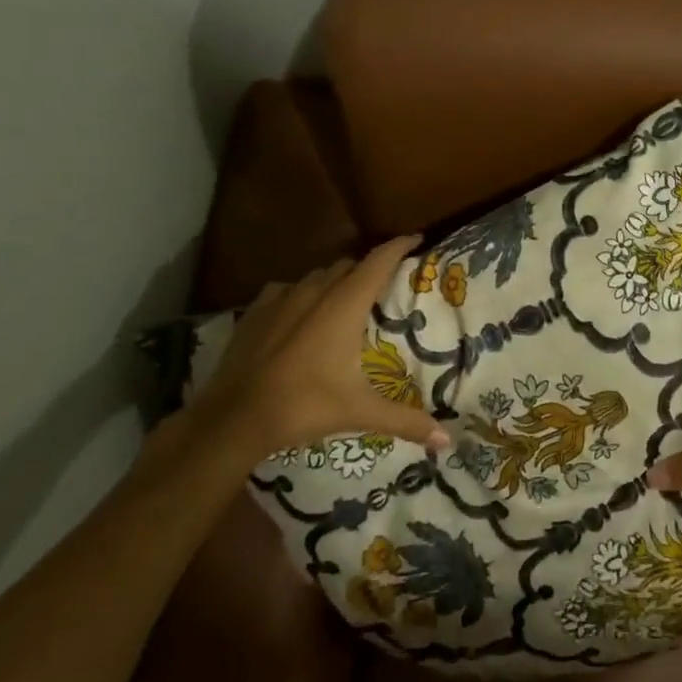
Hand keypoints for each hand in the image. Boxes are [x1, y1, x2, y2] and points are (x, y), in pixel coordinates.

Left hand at [166, 237, 452, 463]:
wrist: (235, 417)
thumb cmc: (305, 406)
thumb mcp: (361, 412)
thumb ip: (407, 421)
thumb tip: (447, 442)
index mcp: (345, 305)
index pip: (379, 261)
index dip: (399, 246)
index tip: (417, 239)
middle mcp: (315, 291)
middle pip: (349, 266)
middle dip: (368, 269)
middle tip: (384, 286)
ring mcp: (281, 298)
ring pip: (317, 276)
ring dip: (335, 281)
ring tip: (344, 301)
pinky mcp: (256, 310)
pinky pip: (286, 289)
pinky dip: (301, 294)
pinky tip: (301, 314)